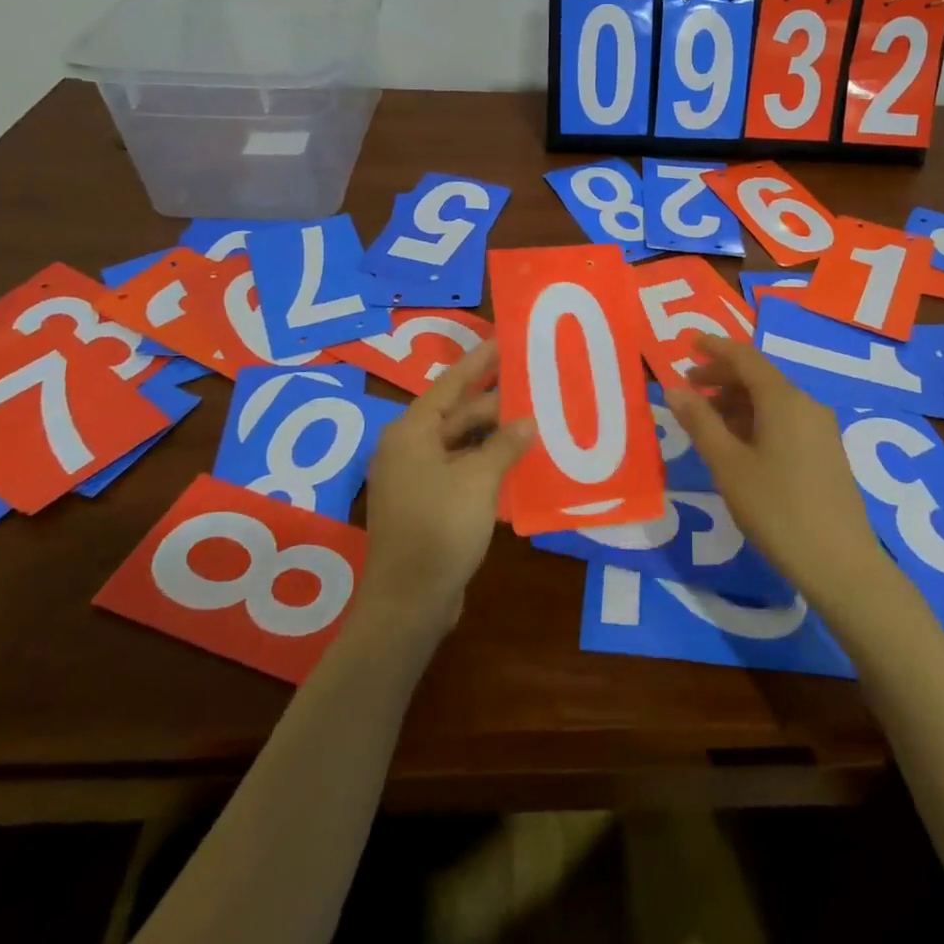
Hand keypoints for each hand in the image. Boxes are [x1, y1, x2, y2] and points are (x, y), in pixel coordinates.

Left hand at [354, 339, 533, 638]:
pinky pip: (460, 470)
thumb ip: (505, 445)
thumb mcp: (479, 480)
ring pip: (461, 444)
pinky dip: (486, 464)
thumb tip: (527, 422)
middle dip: (495, 404)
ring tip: (535, 422)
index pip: (451, 383)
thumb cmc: (440, 529)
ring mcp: (415, 478)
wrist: (408, 604)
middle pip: (457, 414)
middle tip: (535, 387)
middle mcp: (408, 448)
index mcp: (411, 432)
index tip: (505, 339)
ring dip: (494, 437)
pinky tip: (518, 464)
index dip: (480, 361)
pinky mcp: (425, 505)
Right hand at [664, 335, 889, 608]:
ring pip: (772, 400)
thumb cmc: (776, 509)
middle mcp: (806, 404)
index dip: (715, 347)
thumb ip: (700, 422)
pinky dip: (756, 420)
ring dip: (737, 402)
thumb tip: (674, 388)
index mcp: (784, 400)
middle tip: (689, 389)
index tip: (688, 343)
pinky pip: (785, 420)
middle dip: (722, 378)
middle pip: (759, 377)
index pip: (745, 357)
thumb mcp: (728, 465)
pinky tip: (739, 446)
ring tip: (707, 423)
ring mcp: (821, 429)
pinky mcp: (826, 452)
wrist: (841, 565)